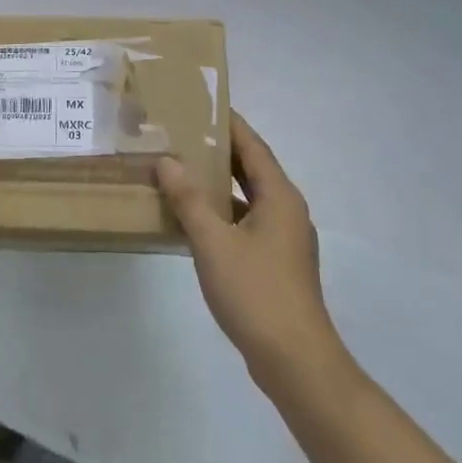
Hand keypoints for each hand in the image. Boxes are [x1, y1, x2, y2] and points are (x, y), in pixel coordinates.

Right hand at [157, 114, 351, 391]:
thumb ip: (189, 200)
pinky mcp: (274, 263)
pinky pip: (244, 223)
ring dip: (217, 184)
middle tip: (182, 133)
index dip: (230, 124)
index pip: (253, 146)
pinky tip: (191, 219)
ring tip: (180, 169)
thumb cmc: (255, 292)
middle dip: (219, 151)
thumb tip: (167, 161)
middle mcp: (286, 211)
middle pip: (252, 169)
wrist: (294, 359)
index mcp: (280, 197)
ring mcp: (283, 239)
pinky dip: (220, 214)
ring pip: (247, 198)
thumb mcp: (213, 242)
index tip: (203, 103)